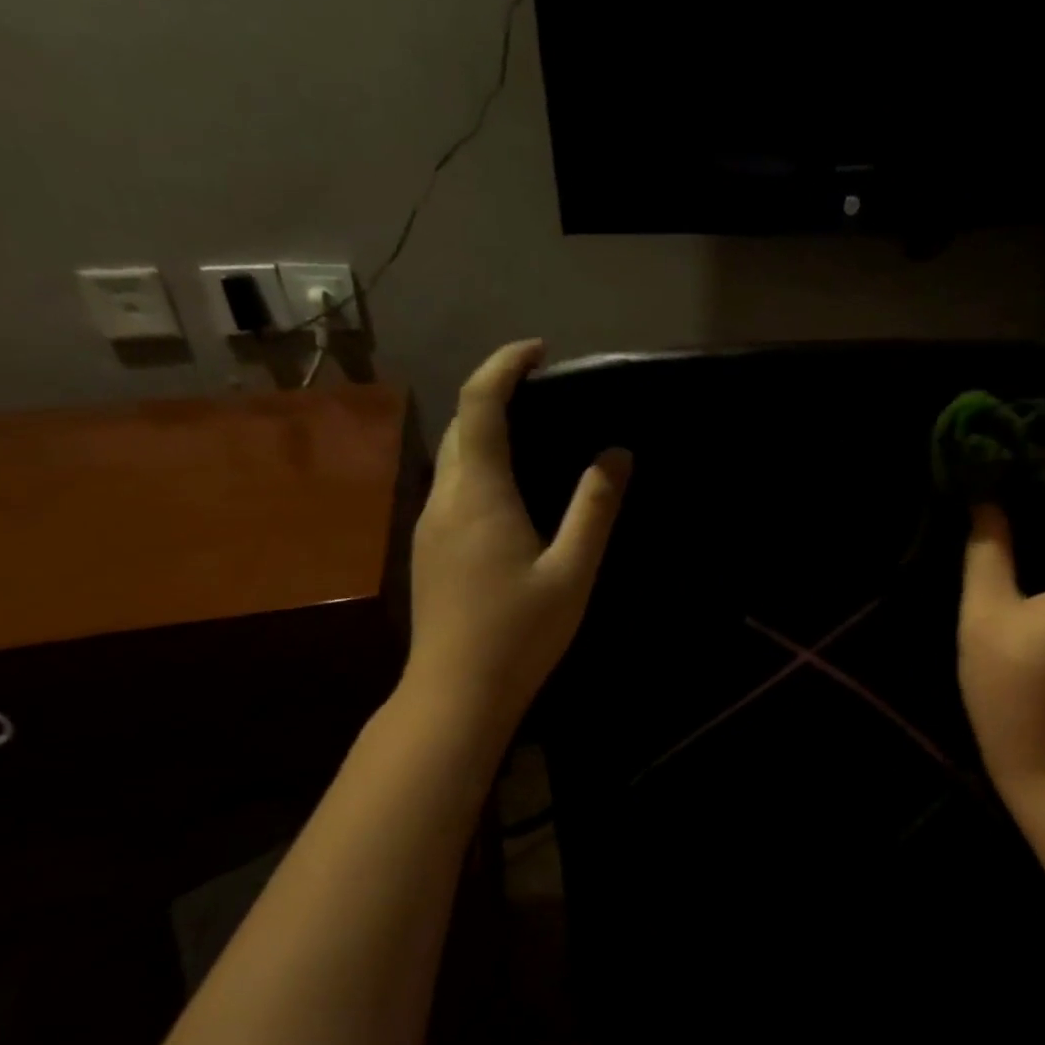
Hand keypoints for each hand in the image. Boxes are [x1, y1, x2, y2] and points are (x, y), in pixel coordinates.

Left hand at [401, 339, 630, 738]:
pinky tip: (509, 493)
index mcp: (479, 492)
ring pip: (452, 457)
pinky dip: (479, 465)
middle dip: (495, 394)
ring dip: (485, 431)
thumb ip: (595, 508)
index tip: (539, 352)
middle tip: (544, 393)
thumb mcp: (573, 570)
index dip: (505, 367)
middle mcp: (445, 497)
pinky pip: (452, 486)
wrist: (456, 692)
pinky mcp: (429, 549)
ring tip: (532, 434)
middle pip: (460, 424)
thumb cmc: (520, 631)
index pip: (480, 404)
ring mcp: (429, 524)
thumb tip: (615, 454)